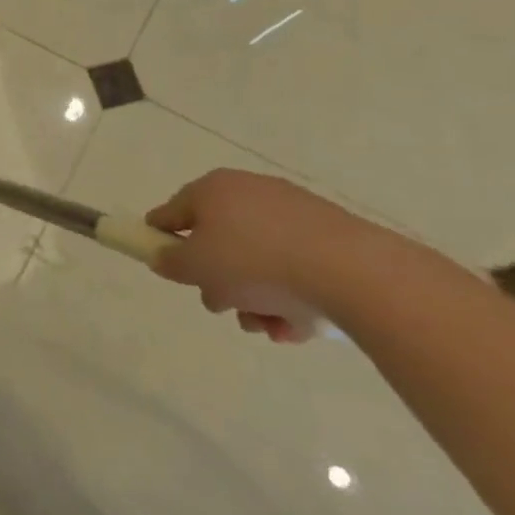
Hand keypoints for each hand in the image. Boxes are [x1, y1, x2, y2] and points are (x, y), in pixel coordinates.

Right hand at [145, 169, 387, 342]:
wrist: (353, 273)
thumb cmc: (255, 262)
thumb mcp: (194, 267)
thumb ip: (169, 262)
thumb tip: (166, 258)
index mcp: (212, 189)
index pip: (171, 214)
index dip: (161, 241)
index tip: (169, 271)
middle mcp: (250, 192)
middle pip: (218, 242)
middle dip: (219, 282)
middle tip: (224, 305)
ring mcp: (294, 214)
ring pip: (258, 261)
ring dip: (254, 297)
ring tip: (267, 326)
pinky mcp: (331, 238)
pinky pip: (296, 268)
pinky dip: (290, 296)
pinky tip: (296, 326)